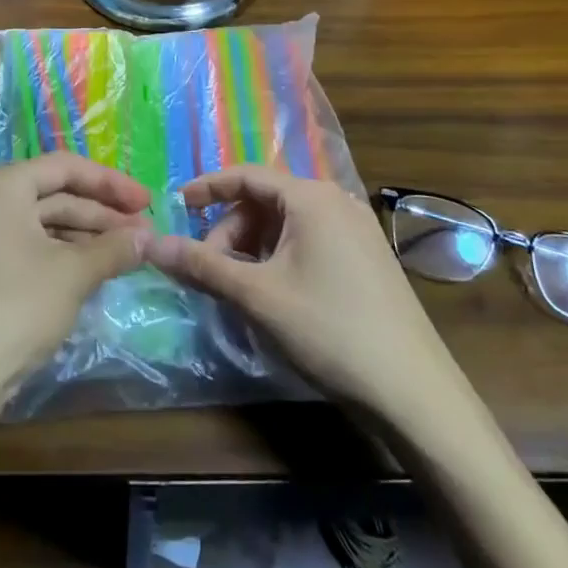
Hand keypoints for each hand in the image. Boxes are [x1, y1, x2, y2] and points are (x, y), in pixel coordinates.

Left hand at [0, 153, 150, 410]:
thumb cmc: (14, 310)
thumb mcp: (73, 275)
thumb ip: (114, 248)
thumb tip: (148, 237)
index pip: (65, 167)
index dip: (111, 183)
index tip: (147, 203)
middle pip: (51, 194)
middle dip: (100, 214)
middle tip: (142, 234)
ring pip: (38, 223)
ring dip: (83, 236)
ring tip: (123, 254)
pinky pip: (22, 246)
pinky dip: (57, 254)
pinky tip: (88, 272)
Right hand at [149, 166, 456, 422]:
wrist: (415, 392)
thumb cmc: (329, 331)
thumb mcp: (257, 296)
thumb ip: (203, 266)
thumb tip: (152, 245)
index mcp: (312, 198)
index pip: (247, 175)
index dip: (208, 187)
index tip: (176, 205)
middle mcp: (337, 202)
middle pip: (267, 201)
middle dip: (231, 230)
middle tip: (210, 269)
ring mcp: (357, 230)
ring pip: (288, 224)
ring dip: (254, 248)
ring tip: (239, 288)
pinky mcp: (368, 258)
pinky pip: (311, 241)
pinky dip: (281, 258)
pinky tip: (274, 294)